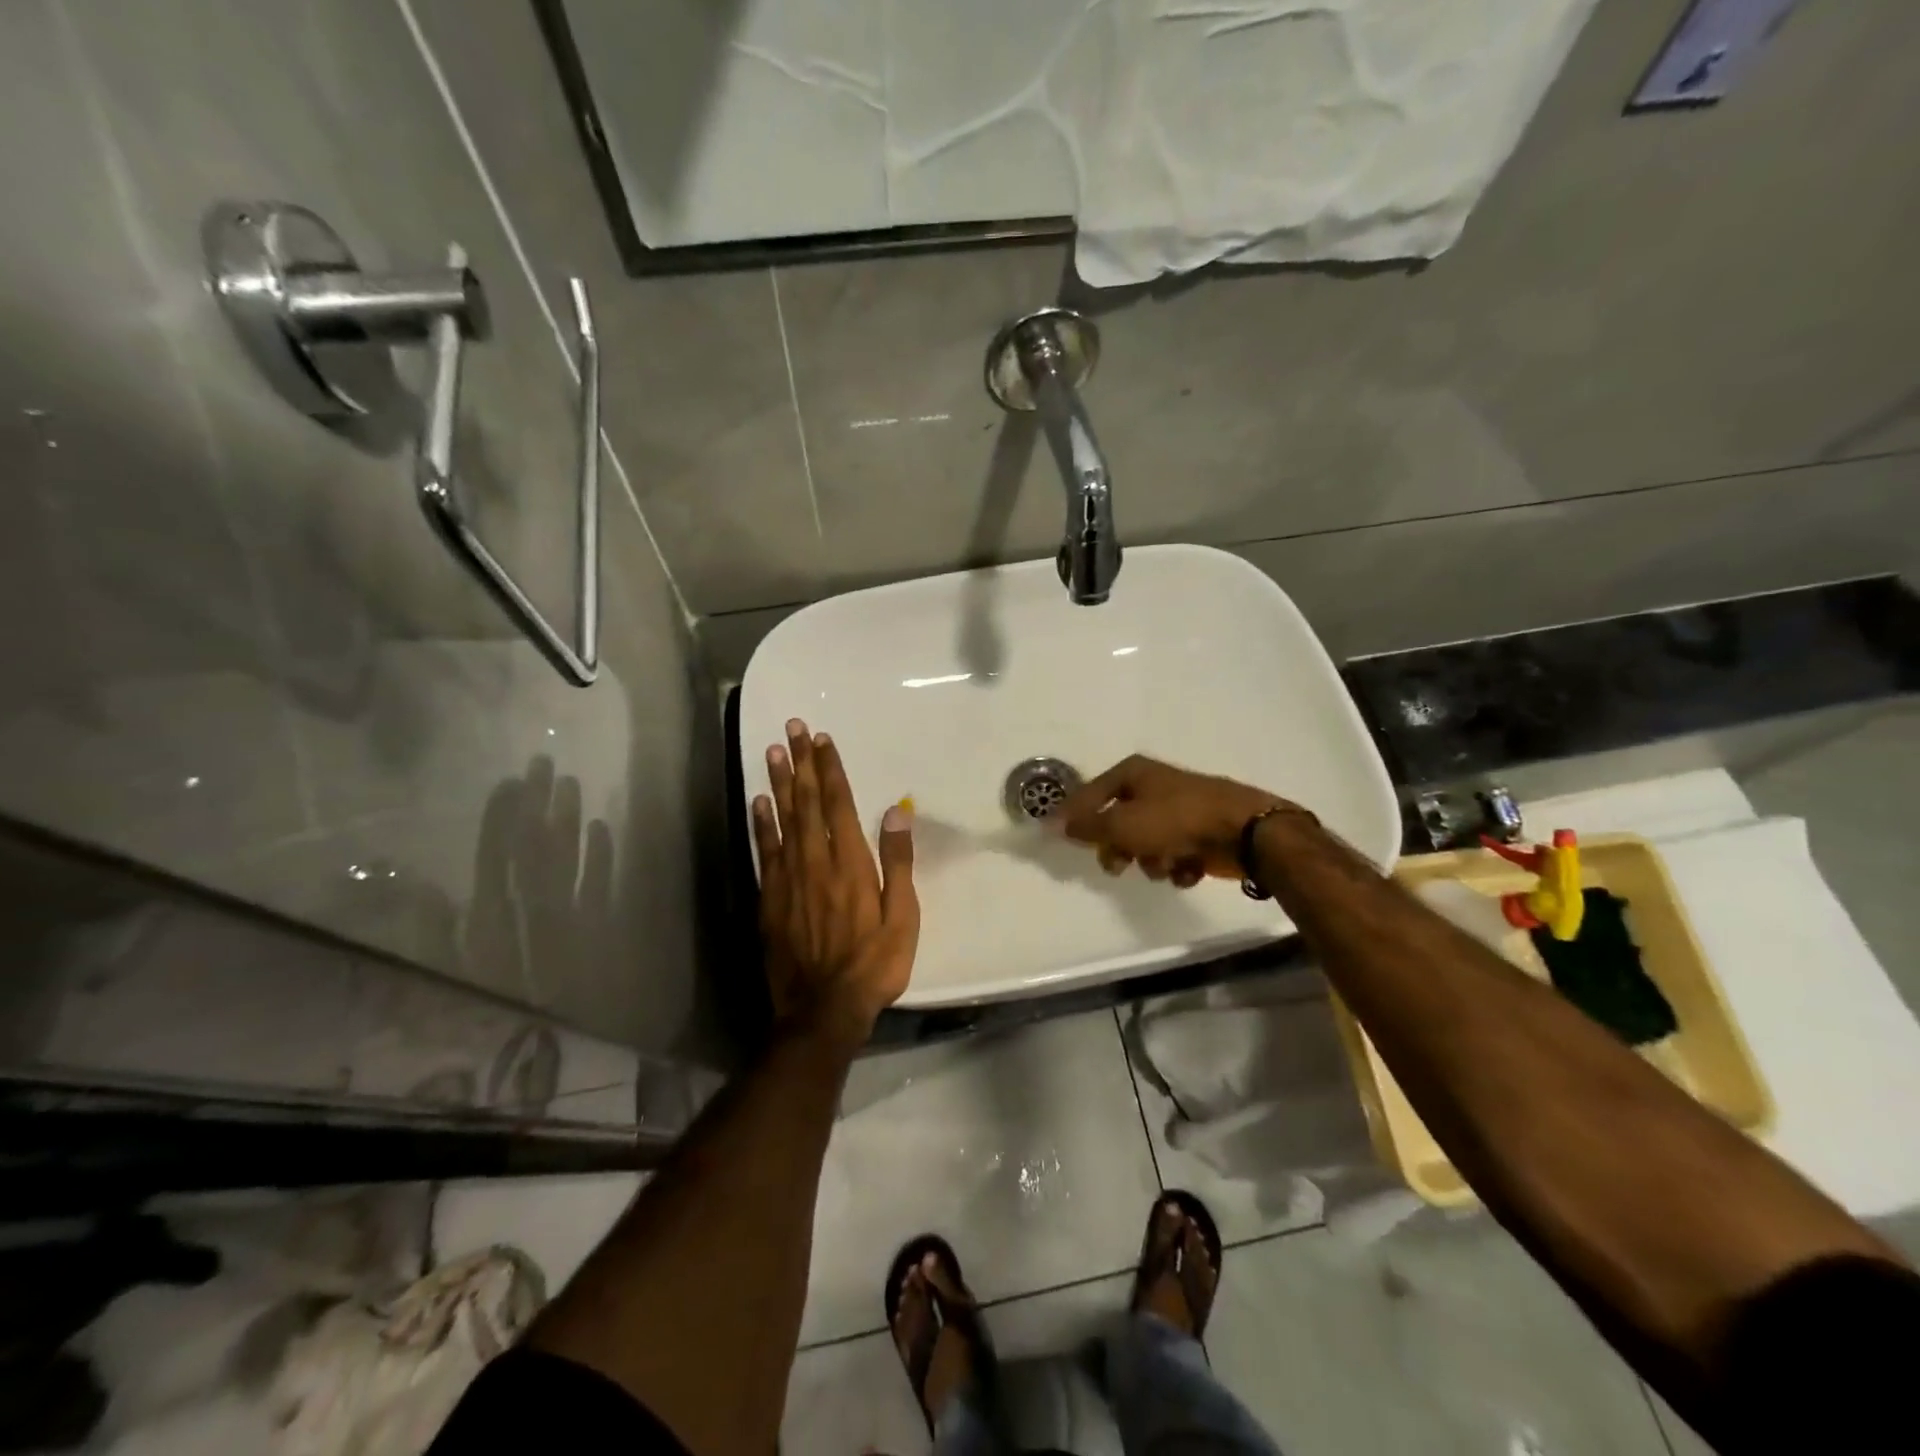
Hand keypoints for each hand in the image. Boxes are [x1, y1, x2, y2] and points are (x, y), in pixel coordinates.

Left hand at [753, 719, 918, 1047]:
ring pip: (783, 819)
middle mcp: (816, 861)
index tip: (823, 739)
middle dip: (802, 762)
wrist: (823, 1009)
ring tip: (772, 751)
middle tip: (793, 728)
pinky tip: (759, 802)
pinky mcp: (770, 898)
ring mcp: (789, 878)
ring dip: (779, 782)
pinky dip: (761, 823)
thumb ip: (898, 862)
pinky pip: (764, 850)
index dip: (831, 769)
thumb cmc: (873, 964)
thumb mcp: (902, 917)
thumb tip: (896, 812)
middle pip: (808, 802)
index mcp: (851, 863)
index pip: (839, 804)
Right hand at [1055, 754, 1295, 885]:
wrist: (1244, 831)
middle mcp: (1153, 787)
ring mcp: (1178, 810)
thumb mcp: (1122, 824)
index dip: (1073, 816)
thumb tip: (1054, 824)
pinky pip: (1175, 854)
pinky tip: (1189, 869)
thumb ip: (1087, 827)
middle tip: (1118, 866)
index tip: (1058, 838)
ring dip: (1152, 861)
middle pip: (1118, 823)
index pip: (1089, 794)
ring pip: (1147, 843)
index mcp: (1133, 774)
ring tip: (1166, 865)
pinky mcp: (1199, 833)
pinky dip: (1178, 866)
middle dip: (1119, 849)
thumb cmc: (1175, 820)